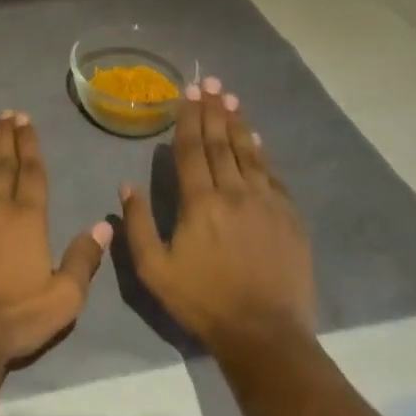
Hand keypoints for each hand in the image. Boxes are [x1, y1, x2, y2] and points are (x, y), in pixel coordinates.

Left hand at [0, 110, 113, 376]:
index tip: (26, 121)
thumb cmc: (17, 318)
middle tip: (7, 113)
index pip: (31, 172)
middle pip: (3, 163)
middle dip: (7, 136)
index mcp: (28, 219)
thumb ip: (83, 260)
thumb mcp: (64, 299)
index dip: (30, 144)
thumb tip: (103, 225)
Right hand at [120, 76, 316, 357]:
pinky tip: (256, 139)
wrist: (265, 334)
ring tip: (230, 98)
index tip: (187, 92)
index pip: (192, 149)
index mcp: (200, 202)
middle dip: (213, 110)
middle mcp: (234, 192)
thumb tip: (126, 185)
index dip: (188, 118)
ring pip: (249, 153)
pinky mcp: (289, 218)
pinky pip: (273, 175)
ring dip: (237, 123)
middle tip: (209, 81)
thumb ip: (138, 224)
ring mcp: (266, 203)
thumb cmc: (203, 301)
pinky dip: (262, 153)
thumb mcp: (154, 269)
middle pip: (221, 142)